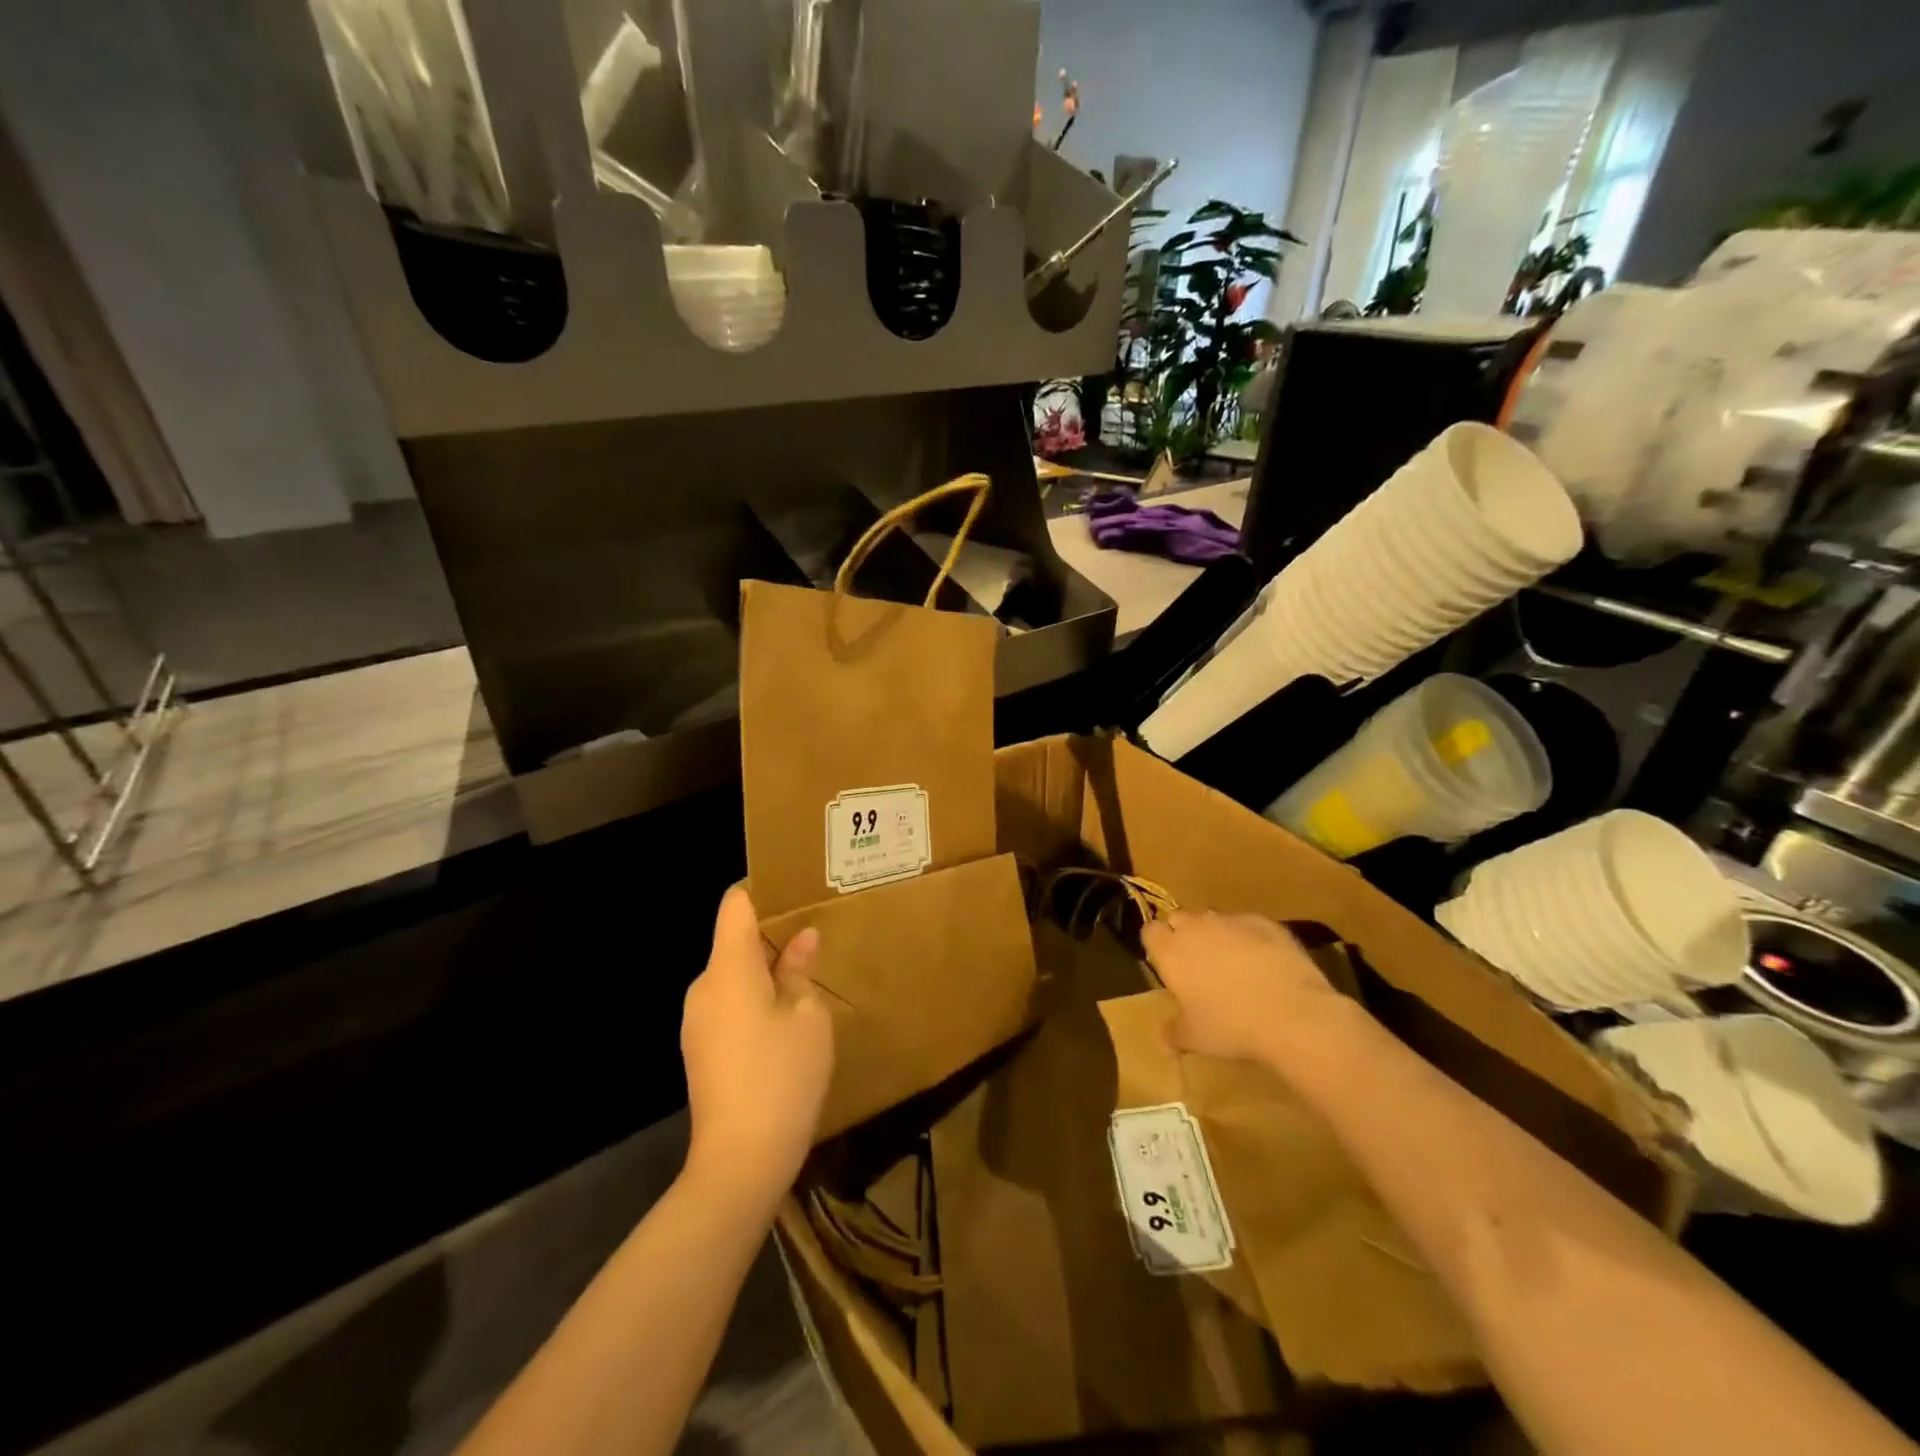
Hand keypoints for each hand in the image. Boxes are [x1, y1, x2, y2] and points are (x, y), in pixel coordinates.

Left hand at [681, 886, 833, 1204]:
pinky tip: (786, 1021)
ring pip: (733, 975)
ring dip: (766, 972)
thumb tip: (801, 939)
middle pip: (735, 940)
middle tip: (816, 936)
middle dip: (773, 936)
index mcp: (728, 968)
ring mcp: (697, 1021)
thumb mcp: (807, 1017)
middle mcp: (704, 987)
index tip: (796, 890)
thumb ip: (800, 970)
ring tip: (808, 978)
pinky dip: (755, 1000)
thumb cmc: (782, 1076)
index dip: (763, 890)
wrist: (740, 1162)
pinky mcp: (700, 1050)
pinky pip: (728, 1005)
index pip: (736, 905)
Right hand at [1142, 910, 1357, 1069]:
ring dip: (1216, 935)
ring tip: (1233, 965)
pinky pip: (1247, 924)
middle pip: (1180, 919)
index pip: (1150, 932)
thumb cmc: (1231, 1026)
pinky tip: (1263, 963)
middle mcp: (1196, 927)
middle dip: (1184, 935)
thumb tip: (1164, 1039)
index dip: (1157, 945)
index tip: (1166, 965)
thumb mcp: (1195, 1038)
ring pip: (1213, 919)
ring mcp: (1231, 920)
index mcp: (1171, 951)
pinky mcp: (1264, 922)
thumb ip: (1174, 1033)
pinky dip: (1249, 937)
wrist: (1292, 1013)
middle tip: (1197, 966)